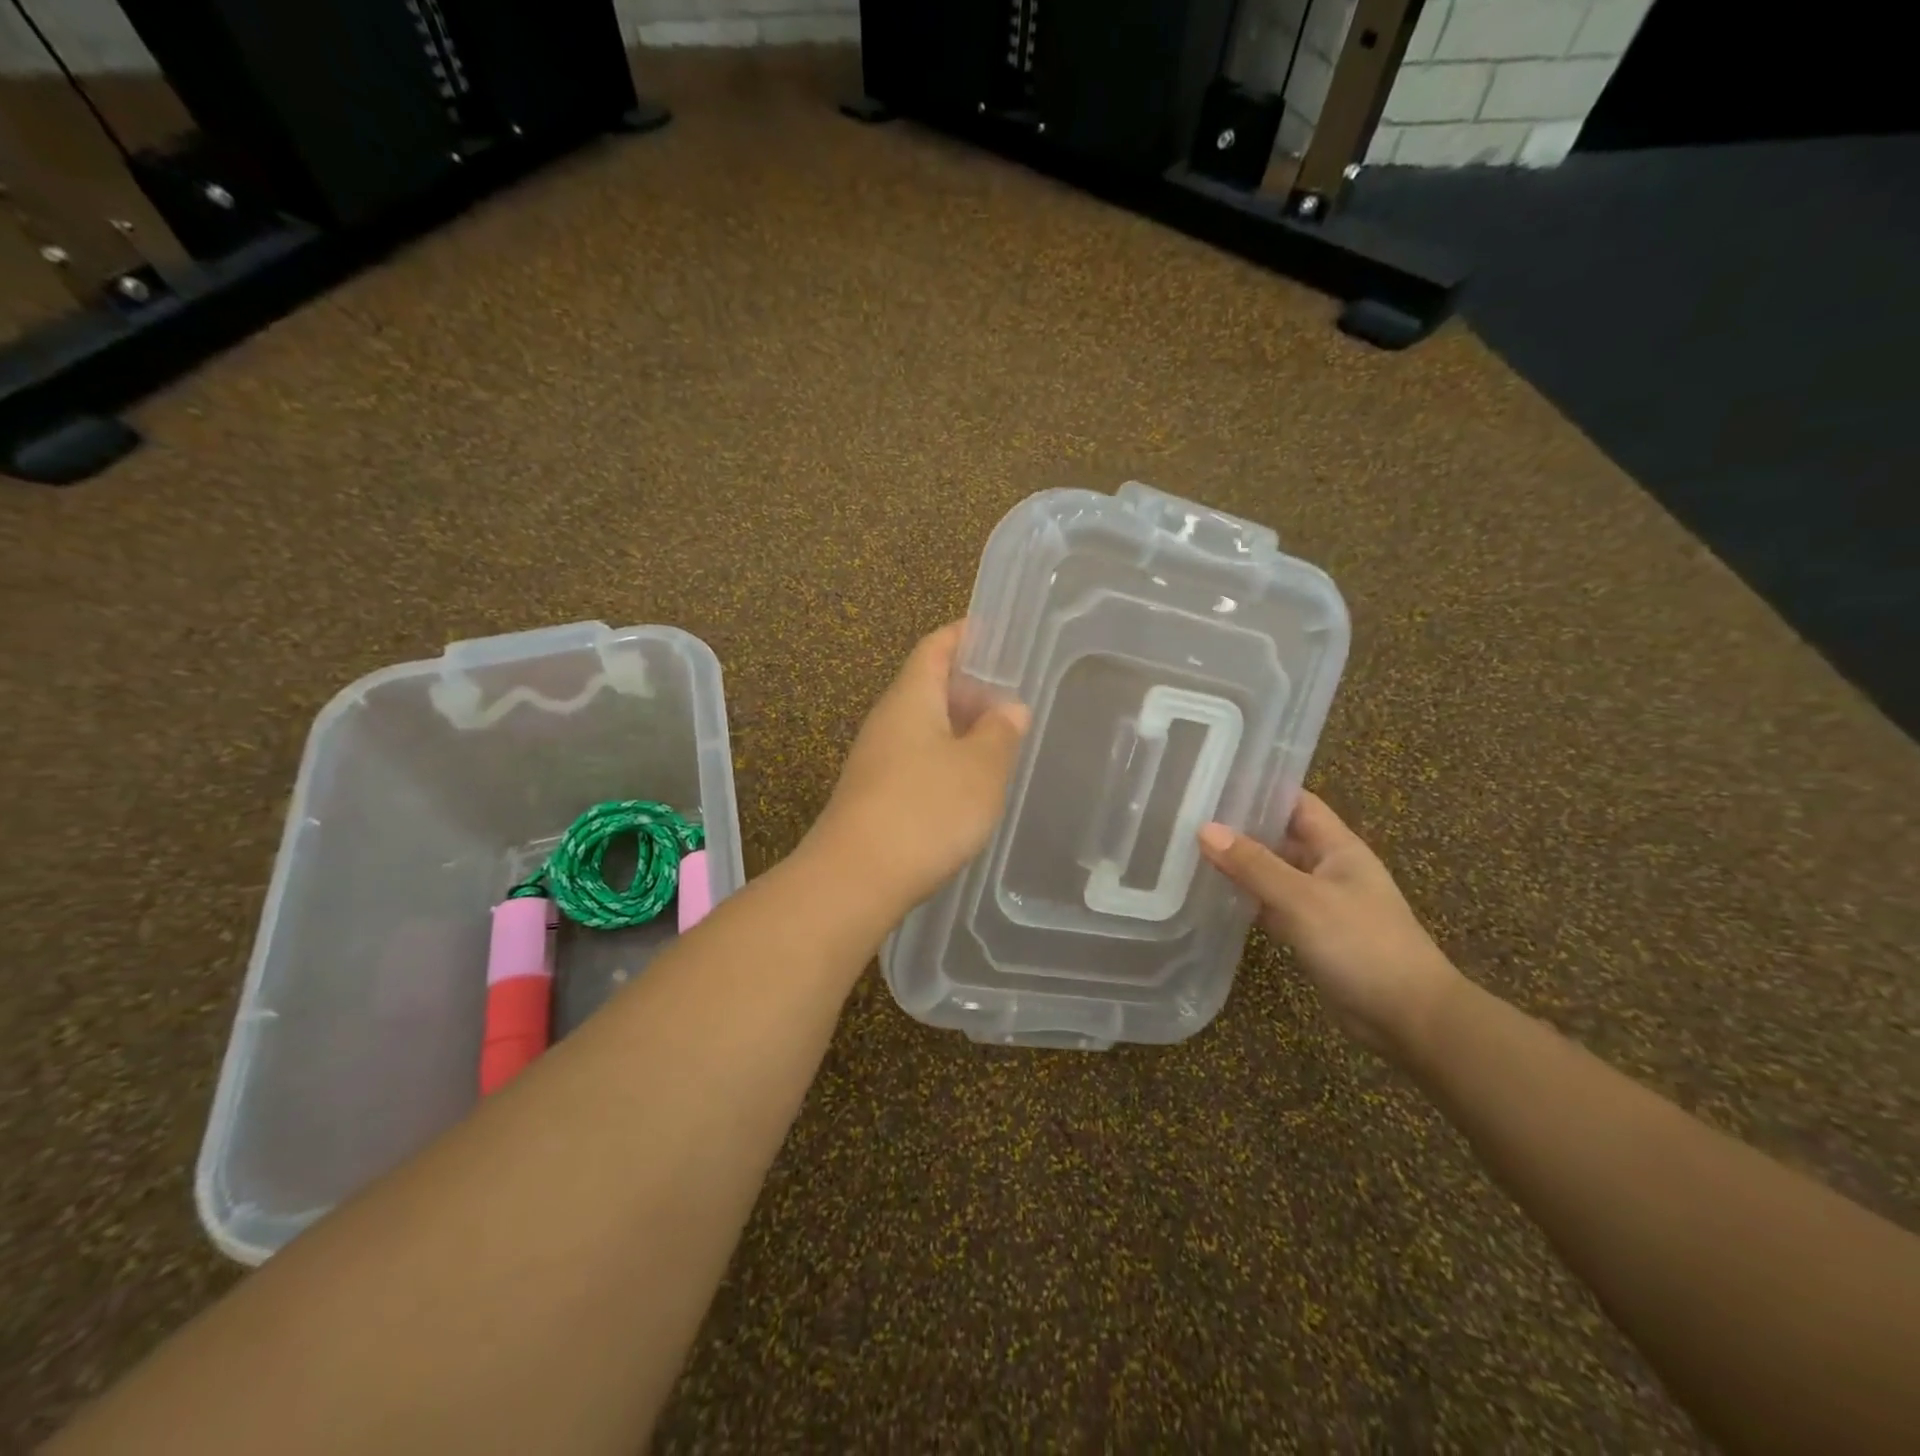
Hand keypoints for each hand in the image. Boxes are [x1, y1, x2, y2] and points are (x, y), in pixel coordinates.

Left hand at [804, 622, 1029, 914]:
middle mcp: (888, 721)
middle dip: (969, 687)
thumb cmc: (926, 810)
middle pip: (928, 687)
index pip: (935, 648)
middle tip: (1011, 695)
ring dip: (959, 728)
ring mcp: (876, 760)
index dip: (963, 635)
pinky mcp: (875, 796)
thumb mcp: (981, 768)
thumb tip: (1009, 708)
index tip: (993, 632)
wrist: (856, 878)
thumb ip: (1000, 733)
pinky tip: (969, 784)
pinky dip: (946, 761)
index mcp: (911, 698)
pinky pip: (916, 761)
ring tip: (999, 740)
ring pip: (923, 728)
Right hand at [1197, 791, 1462, 1058]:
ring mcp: (1320, 902)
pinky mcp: (1311, 934)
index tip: (1215, 781)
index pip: (1296, 803)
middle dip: (1240, 827)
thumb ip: (1254, 865)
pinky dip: (1247, 900)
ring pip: (1273, 873)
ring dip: (1240, 865)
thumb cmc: (1362, 944)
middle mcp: (1328, 868)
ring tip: (1189, 849)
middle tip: (1188, 815)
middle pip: (1280, 836)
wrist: (1409, 1018)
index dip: (1261, 789)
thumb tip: (1204, 829)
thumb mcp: (1303, 899)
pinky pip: (1272, 906)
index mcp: (1338, 847)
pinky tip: (1213, 896)